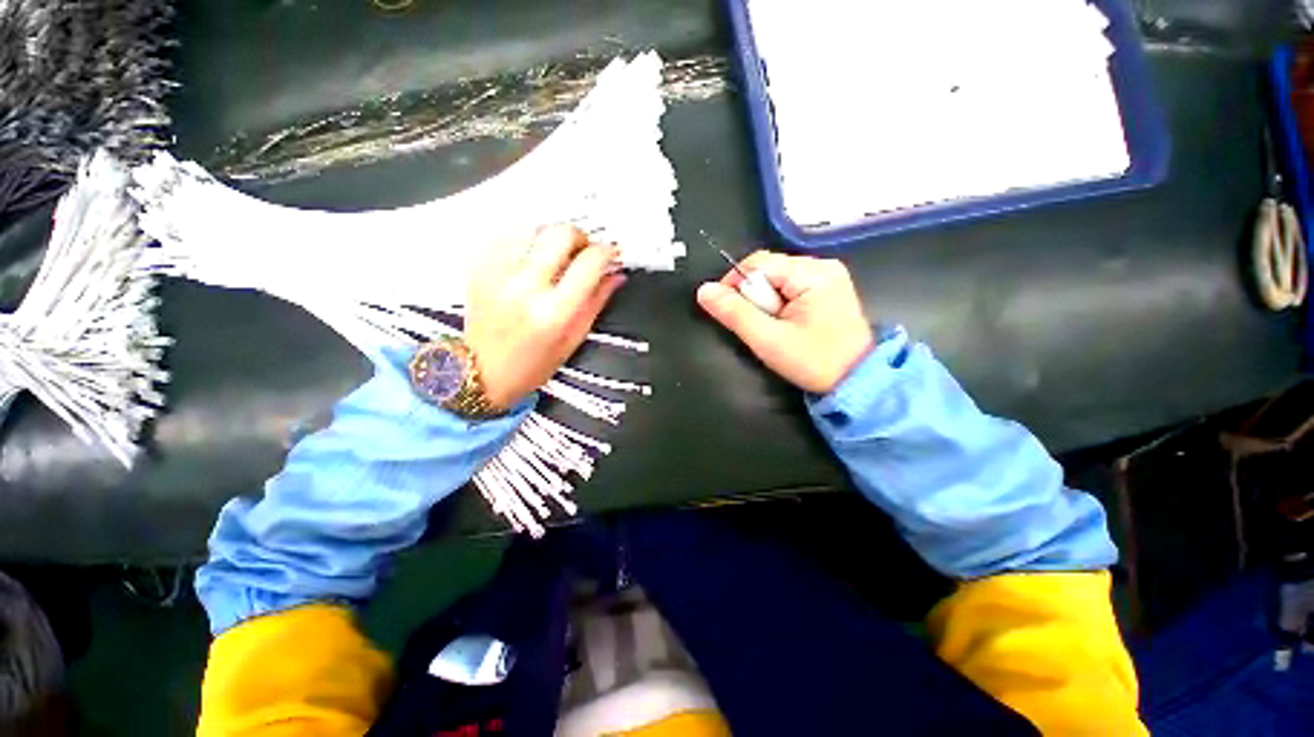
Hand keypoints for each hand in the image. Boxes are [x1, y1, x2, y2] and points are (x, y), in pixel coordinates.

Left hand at [466, 224, 624, 408]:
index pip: (590, 263)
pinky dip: (525, 237)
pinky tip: (530, 254)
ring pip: (533, 226)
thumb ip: (596, 302)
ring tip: (554, 253)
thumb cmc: (531, 364)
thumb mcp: (573, 339)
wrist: (480, 371)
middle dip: (580, 237)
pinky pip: (506, 234)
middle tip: (582, 251)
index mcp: (554, 312)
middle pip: (561, 233)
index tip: (610, 253)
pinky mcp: (479, 268)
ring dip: (551, 235)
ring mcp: (498, 274)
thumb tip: (616, 275)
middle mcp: (525, 288)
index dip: (606, 252)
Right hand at [697, 251, 873, 393]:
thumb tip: (704, 290)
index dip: (735, 285)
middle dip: (755, 298)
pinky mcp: (828, 288)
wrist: (856, 382)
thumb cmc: (814, 362)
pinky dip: (780, 305)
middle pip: (767, 270)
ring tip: (777, 328)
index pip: (757, 263)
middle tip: (762, 327)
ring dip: (767, 303)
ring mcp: (828, 276)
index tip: (730, 312)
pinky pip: (789, 287)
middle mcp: (822, 265)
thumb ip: (734, 313)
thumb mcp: (768, 340)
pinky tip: (788, 324)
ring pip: (776, 280)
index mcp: (812, 273)